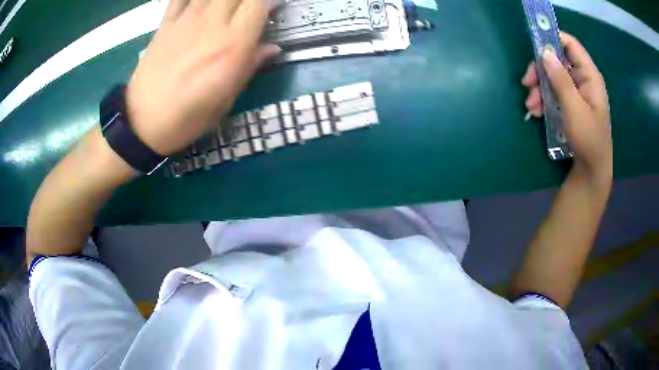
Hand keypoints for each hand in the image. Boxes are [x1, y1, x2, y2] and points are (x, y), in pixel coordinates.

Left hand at [126, 0, 280, 155]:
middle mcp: (212, 24)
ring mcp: (186, 20)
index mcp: (232, 45)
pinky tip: (200, 4)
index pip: (258, 3)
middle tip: (247, 9)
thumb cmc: (188, 116)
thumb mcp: (226, 99)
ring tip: (225, 9)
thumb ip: (250, 66)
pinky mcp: (166, 23)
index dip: (269, 1)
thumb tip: (272, 48)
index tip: (271, 9)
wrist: (143, 122)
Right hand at [522, 32, 611, 181]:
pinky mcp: (570, 103)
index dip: (552, 38)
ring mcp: (576, 91)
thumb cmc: (588, 140)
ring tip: (531, 106)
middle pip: (557, 60)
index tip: (534, 46)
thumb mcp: (574, 109)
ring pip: (553, 77)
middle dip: (540, 70)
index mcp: (589, 76)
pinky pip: (554, 92)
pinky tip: (536, 111)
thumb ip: (561, 80)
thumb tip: (545, 52)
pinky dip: (543, 99)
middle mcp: (583, 79)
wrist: (592, 170)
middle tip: (526, 82)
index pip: (570, 44)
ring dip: (539, 88)